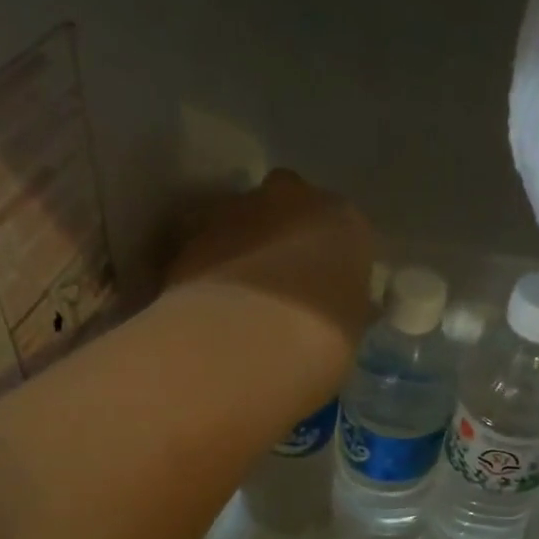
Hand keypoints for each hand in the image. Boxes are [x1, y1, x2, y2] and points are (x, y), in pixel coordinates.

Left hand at [165, 170, 374, 352]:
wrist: (244, 340)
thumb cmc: (318, 338)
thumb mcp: (348, 326)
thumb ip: (343, 302)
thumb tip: (338, 304)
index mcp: (343, 219)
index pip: (341, 227)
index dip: (328, 255)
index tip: (322, 285)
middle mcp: (290, 197)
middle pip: (286, 203)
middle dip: (281, 232)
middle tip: (276, 280)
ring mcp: (234, 209)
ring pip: (240, 219)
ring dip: (240, 246)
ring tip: (236, 297)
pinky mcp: (190, 233)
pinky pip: (205, 245)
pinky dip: (207, 265)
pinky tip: (207, 303)